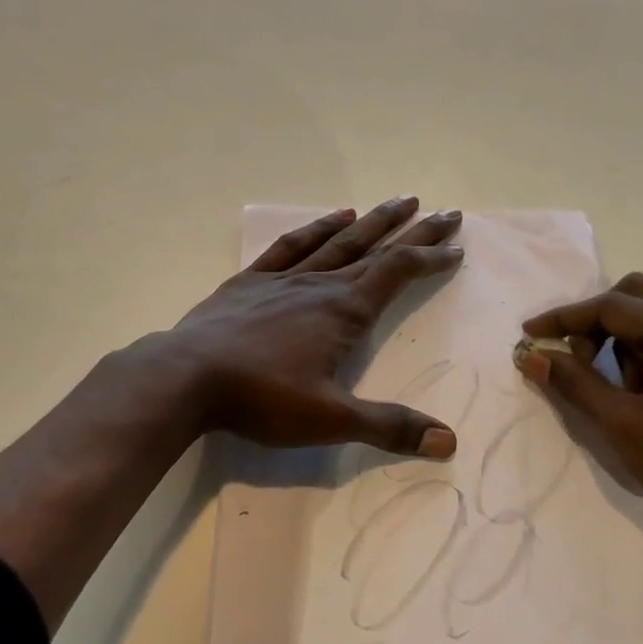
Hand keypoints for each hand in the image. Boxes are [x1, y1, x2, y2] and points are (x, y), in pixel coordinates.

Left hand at [150, 197, 465, 457]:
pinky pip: (292, 245)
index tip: (456, 248)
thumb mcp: (331, 419)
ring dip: (373, 221)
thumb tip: (449, 441)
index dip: (430, 258)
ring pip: (339, 240)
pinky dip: (317, 228)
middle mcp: (321, 284)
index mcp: (344, 311)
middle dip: (414, 231)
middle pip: (377, 249)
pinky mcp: (250, 281)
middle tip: (446, 212)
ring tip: (398, 201)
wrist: (186, 376)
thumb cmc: (262, 397)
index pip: (398, 273)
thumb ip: (389, 426)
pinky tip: (333, 217)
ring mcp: (284, 278)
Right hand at [515, 273, 642, 554]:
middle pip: (636, 294)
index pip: (613, 306)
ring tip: (615, 385)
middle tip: (573, 359)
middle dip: (595, 322)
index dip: (564, 318)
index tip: (529, 333)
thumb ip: (576, 384)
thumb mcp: (627, 429)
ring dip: (622, 336)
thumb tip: (531, 355)